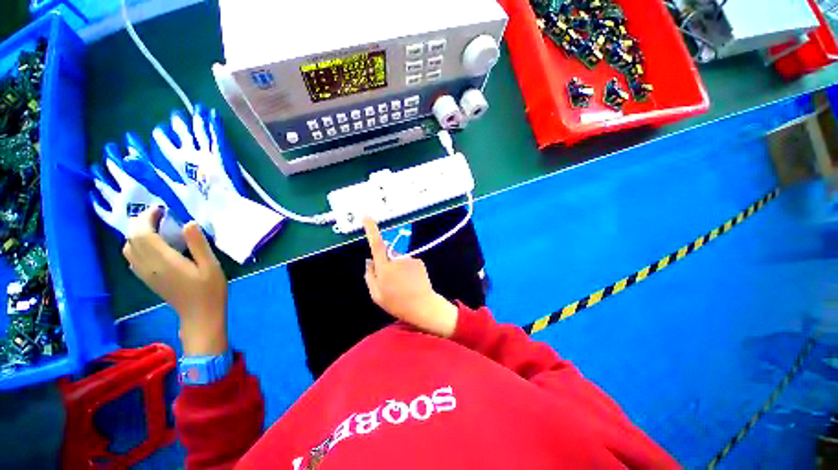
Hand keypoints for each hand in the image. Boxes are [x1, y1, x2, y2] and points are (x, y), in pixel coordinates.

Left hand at [123, 206, 228, 355]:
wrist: (200, 315)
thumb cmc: (210, 290)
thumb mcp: (211, 265)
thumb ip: (198, 244)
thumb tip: (188, 223)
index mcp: (164, 261)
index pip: (143, 233)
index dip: (147, 217)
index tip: (162, 208)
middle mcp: (148, 265)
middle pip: (132, 238)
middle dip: (140, 221)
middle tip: (159, 214)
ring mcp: (144, 273)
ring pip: (128, 247)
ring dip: (137, 232)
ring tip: (155, 226)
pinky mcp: (146, 278)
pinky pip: (132, 256)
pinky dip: (136, 244)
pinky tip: (151, 243)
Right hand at [363, 217, 457, 337]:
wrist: (423, 306)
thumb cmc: (397, 303)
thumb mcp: (376, 295)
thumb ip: (370, 276)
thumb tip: (369, 261)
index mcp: (384, 268)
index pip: (376, 245)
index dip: (372, 230)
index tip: (367, 217)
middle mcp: (397, 260)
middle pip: (387, 254)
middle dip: (386, 262)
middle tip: (392, 282)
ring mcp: (409, 260)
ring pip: (398, 259)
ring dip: (398, 268)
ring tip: (403, 285)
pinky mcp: (419, 262)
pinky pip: (408, 262)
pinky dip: (408, 270)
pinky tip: (411, 282)